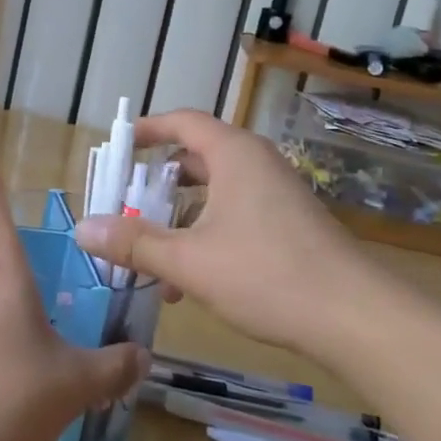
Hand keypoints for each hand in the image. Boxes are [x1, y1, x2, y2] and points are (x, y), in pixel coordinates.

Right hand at [74, 109, 365, 352]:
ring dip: (180, 218)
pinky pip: (235, 214)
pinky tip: (190, 281)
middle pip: (196, 157)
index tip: (118, 145)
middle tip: (126, 204)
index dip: (147, 129)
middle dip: (157, 183)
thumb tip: (83, 229)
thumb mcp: (190, 261)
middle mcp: (256, 163)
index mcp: (233, 154)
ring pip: (215, 192)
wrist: (357, 319)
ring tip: (152, 255)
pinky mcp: (290, 224)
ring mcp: (277, 194)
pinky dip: (206, 234)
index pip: (182, 122)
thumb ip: (134, 244)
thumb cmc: (267, 274)